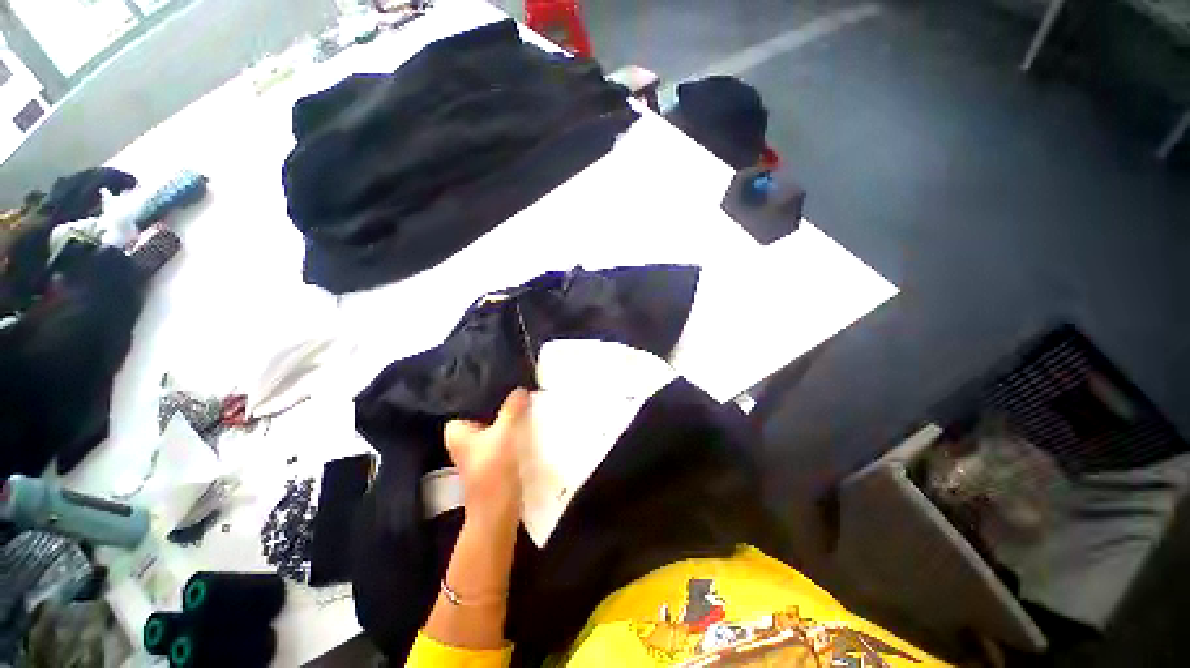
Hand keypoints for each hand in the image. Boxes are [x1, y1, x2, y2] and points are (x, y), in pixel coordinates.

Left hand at [444, 388, 530, 530]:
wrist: (497, 513)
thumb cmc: (492, 472)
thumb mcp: (503, 436)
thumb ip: (511, 410)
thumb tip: (521, 389)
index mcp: (457, 431)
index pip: (467, 402)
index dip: (483, 391)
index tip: (501, 378)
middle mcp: (465, 438)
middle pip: (483, 412)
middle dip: (500, 402)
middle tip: (517, 386)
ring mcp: (479, 449)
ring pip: (494, 424)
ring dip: (508, 415)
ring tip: (524, 399)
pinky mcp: (493, 457)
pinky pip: (502, 435)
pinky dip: (512, 428)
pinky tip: (526, 420)